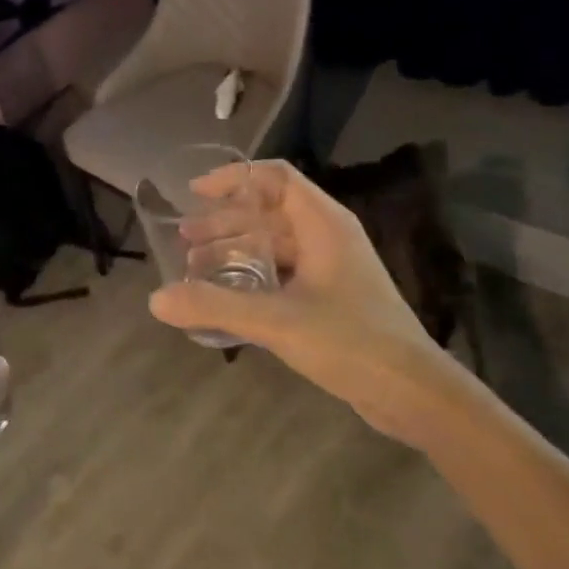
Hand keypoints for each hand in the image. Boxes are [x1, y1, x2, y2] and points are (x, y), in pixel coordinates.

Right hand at [149, 161, 461, 438]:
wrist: (412, 391)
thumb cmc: (350, 341)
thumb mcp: (276, 321)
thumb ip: (215, 306)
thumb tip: (156, 299)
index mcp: (323, 223)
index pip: (276, 177)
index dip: (234, 178)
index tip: (195, 193)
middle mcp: (328, 236)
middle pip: (269, 211)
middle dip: (225, 221)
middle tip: (186, 240)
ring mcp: (333, 267)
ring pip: (275, 244)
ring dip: (236, 250)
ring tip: (196, 268)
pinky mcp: (332, 296)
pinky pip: (284, 271)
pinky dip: (253, 276)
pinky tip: (228, 298)